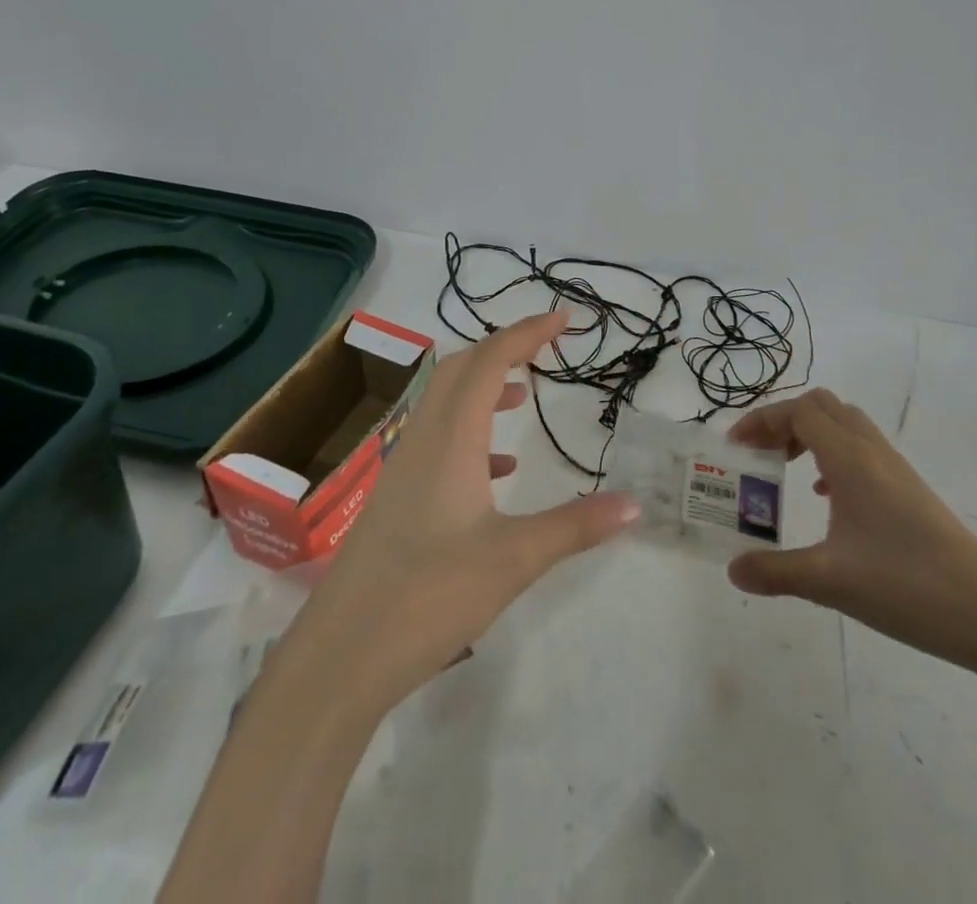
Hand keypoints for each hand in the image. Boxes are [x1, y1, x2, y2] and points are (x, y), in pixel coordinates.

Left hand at [293, 310, 639, 708]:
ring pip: (444, 403)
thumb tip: (635, 503)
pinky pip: (437, 440)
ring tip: (522, 396)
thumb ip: (576, 527)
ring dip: (483, 387)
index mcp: (450, 439)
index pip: (489, 362)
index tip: (563, 320)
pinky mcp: (397, 498)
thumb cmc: (429, 597)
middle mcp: (422, 440)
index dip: (526, 333)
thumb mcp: (514, 560)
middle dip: (503, 349)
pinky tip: (497, 470)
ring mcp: (404, 469)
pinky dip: (470, 432)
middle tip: (544, 348)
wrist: (341, 656)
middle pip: (460, 370)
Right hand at [726, 388, 976, 674]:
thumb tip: (733, 570)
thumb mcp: (831, 583)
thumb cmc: (908, 587)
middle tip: (759, 453)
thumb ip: (776, 572)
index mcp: (851, 459)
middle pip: (821, 406)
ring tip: (786, 468)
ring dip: (810, 434)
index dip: (762, 420)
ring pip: (845, 424)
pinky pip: (862, 449)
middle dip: (783, 420)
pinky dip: (833, 455)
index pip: (799, 411)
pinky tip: (828, 497)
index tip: (736, 447)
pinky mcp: (910, 491)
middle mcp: (872, 452)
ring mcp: (896, 470)